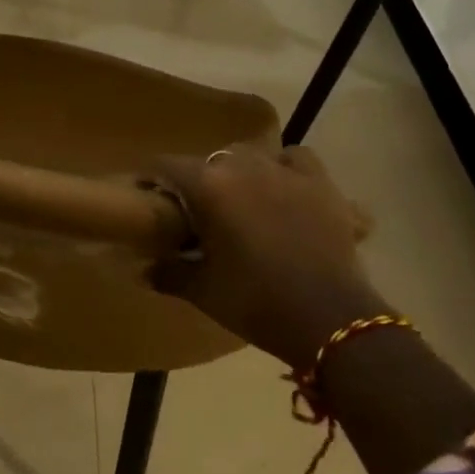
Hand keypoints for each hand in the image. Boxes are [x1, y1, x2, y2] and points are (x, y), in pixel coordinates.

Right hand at [148, 146, 379, 368]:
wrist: (329, 319)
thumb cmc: (256, 303)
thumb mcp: (203, 292)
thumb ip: (170, 273)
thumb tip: (146, 269)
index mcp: (209, 187)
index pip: (167, 165)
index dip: (152, 177)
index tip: (147, 193)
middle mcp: (244, 166)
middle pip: (211, 159)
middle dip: (200, 180)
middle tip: (198, 212)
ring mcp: (286, 171)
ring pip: (252, 154)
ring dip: (241, 171)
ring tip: (241, 197)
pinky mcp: (321, 184)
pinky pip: (297, 159)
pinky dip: (286, 167)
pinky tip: (284, 188)